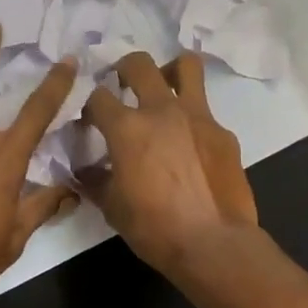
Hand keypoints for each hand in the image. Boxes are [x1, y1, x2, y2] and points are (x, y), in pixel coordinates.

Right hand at [79, 52, 258, 275]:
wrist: (214, 243)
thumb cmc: (155, 228)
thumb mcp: (112, 208)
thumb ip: (95, 181)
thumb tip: (84, 170)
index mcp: (127, 128)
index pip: (97, 97)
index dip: (87, 105)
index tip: (88, 120)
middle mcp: (161, 110)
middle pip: (138, 64)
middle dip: (123, 68)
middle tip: (121, 85)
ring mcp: (197, 116)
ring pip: (185, 66)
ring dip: (169, 70)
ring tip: (163, 87)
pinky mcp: (223, 132)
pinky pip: (205, 110)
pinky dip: (191, 118)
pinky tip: (189, 143)